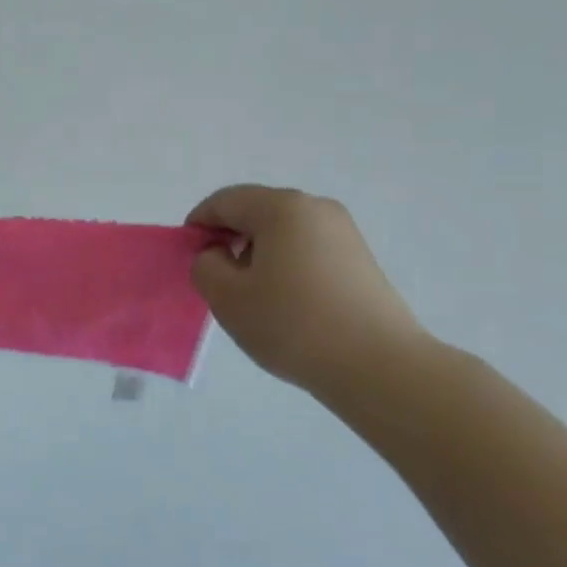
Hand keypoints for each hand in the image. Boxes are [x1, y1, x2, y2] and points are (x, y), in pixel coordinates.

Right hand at [189, 185, 427, 402]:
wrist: (378, 366)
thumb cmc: (292, 323)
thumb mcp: (227, 296)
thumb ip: (205, 266)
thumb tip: (217, 254)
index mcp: (281, 207)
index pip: (225, 201)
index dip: (198, 224)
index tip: (189, 257)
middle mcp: (316, 208)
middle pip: (257, 212)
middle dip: (229, 239)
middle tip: (218, 279)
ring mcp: (344, 233)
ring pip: (284, 232)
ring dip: (258, 254)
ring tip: (253, 296)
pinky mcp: (360, 260)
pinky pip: (308, 250)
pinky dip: (286, 266)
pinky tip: (287, 303)